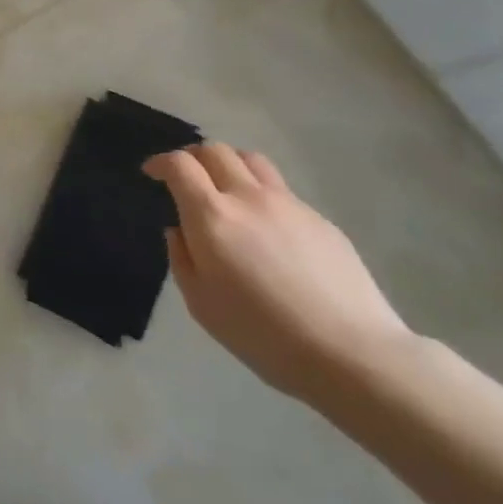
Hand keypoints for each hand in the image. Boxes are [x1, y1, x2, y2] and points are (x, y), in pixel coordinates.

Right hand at [145, 143, 413, 403]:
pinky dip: (261, 193)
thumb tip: (180, 231)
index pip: (180, 165)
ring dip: (229, 164)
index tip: (152, 173)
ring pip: (251, 160)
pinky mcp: (319, 219)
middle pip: (215, 150)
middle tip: (185, 177)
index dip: (161, 162)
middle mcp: (248, 197)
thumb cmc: (262, 334)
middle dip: (192, 157)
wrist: (350, 353)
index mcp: (212, 216)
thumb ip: (182, 258)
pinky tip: (266, 227)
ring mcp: (288, 204)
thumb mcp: (201, 304)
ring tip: (225, 187)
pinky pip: (281, 190)